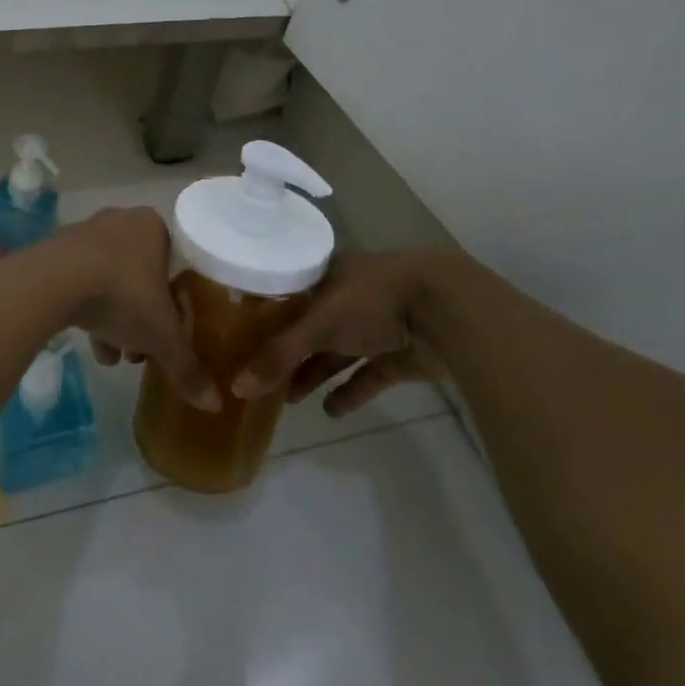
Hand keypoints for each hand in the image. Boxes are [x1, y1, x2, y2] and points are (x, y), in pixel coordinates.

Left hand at [57, 209, 218, 412]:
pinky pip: (82, 284)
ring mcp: (86, 234)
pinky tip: (93, 347)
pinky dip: (90, 313)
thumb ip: (186, 367)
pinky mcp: (57, 252)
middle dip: (143, 318)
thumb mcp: (162, 336)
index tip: (172, 332)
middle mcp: (121, 221)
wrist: (54, 281)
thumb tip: (214, 403)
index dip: (176, 304)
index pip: (176, 265)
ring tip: (115, 358)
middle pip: (142, 277)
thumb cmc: (123, 294)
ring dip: (116, 321)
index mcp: (154, 227)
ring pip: (111, 283)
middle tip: (142, 351)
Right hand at [231, 249, 459, 417]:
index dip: (268, 317)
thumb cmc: (373, 300)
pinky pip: (369, 374)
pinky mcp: (401, 353)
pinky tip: (331, 411)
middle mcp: (352, 296)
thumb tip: (236, 387)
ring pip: (340, 352)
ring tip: (291, 399)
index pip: (291, 295)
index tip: (243, 339)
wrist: (448, 310)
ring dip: (317, 373)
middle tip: (265, 379)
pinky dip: (351, 391)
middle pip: (313, 327)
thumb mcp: (319, 323)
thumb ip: (279, 356)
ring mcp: (379, 325)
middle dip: (290, 353)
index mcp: (330, 275)